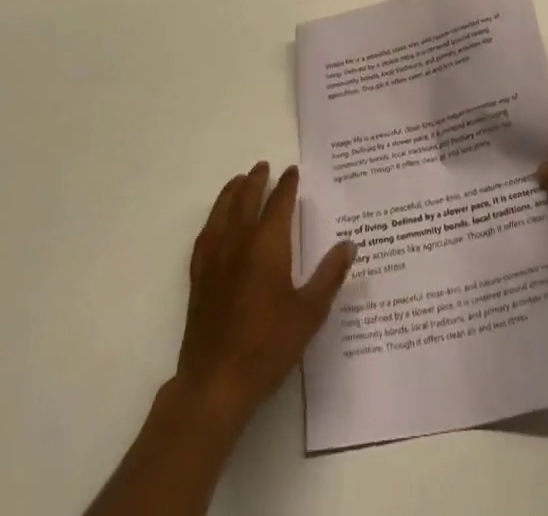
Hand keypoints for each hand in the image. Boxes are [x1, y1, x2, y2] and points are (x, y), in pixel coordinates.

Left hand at [175, 161, 356, 431]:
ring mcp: (215, 257)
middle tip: (264, 166)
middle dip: (257, 179)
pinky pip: (205, 235)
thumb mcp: (309, 312)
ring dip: (232, 191)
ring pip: (222, 211)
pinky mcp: (199, 276)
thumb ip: (329, 275)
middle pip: (247, 198)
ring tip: (239, 180)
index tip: (293, 171)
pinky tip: (216, 222)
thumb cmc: (268, 345)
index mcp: (268, 244)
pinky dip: (213, 219)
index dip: (287, 184)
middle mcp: (239, 240)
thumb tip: (349, 244)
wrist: (216, 382)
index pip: (279, 202)